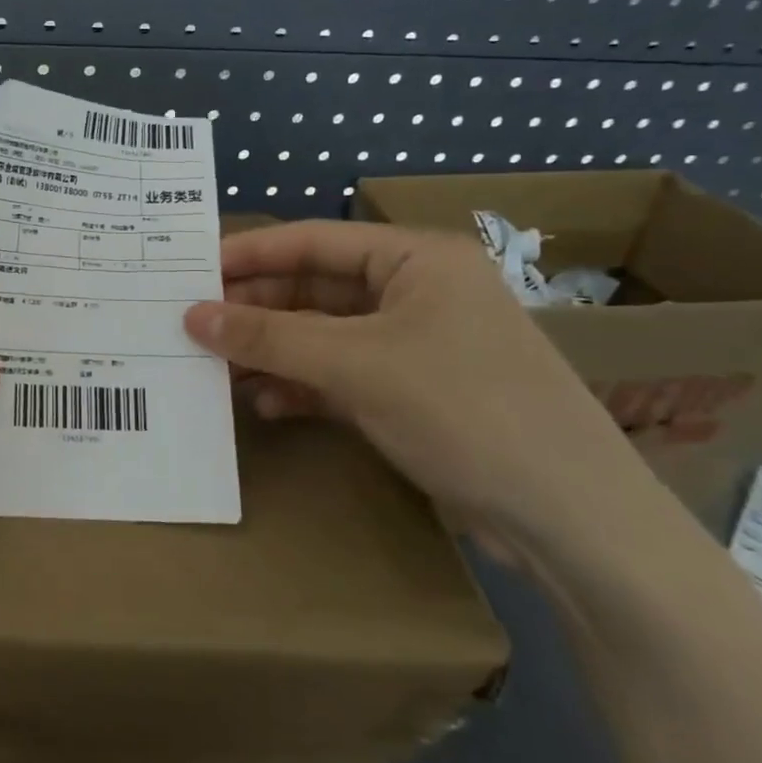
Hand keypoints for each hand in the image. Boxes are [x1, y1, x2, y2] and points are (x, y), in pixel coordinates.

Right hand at [182, 219, 650, 555]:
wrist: (573, 521)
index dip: (248, 254)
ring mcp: (415, 345)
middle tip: (192, 326)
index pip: (313, 241)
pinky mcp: (413, 392)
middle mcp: (416, 292)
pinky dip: (302, 386)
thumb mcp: (357, 365)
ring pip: (323, 335)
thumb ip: (270, 337)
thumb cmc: (465, 411)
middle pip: (314, 289)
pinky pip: (340, 374)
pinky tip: (265, 403)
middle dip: (255, 311)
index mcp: (417, 259)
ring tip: (215, 367)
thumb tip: (192, 316)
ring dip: (273, 351)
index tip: (188, 271)